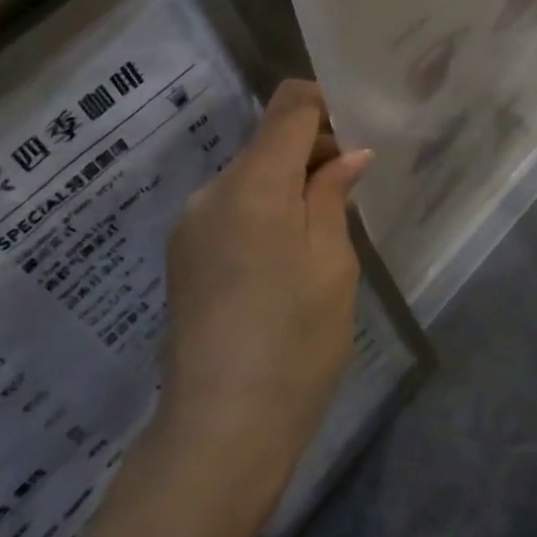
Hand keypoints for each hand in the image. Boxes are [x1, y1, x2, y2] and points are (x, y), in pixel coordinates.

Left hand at [157, 80, 371, 501]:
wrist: (219, 430)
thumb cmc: (295, 341)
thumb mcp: (332, 264)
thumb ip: (332, 197)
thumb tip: (348, 155)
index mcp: (254, 183)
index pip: (289, 106)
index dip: (326, 105)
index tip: (355, 138)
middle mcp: (212, 191)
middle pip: (267, 142)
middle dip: (311, 154)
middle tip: (348, 198)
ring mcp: (189, 225)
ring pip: (248, 178)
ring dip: (286, 188)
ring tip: (317, 240)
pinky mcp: (182, 257)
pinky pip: (229, 211)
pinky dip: (262, 214)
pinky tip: (280, 265)